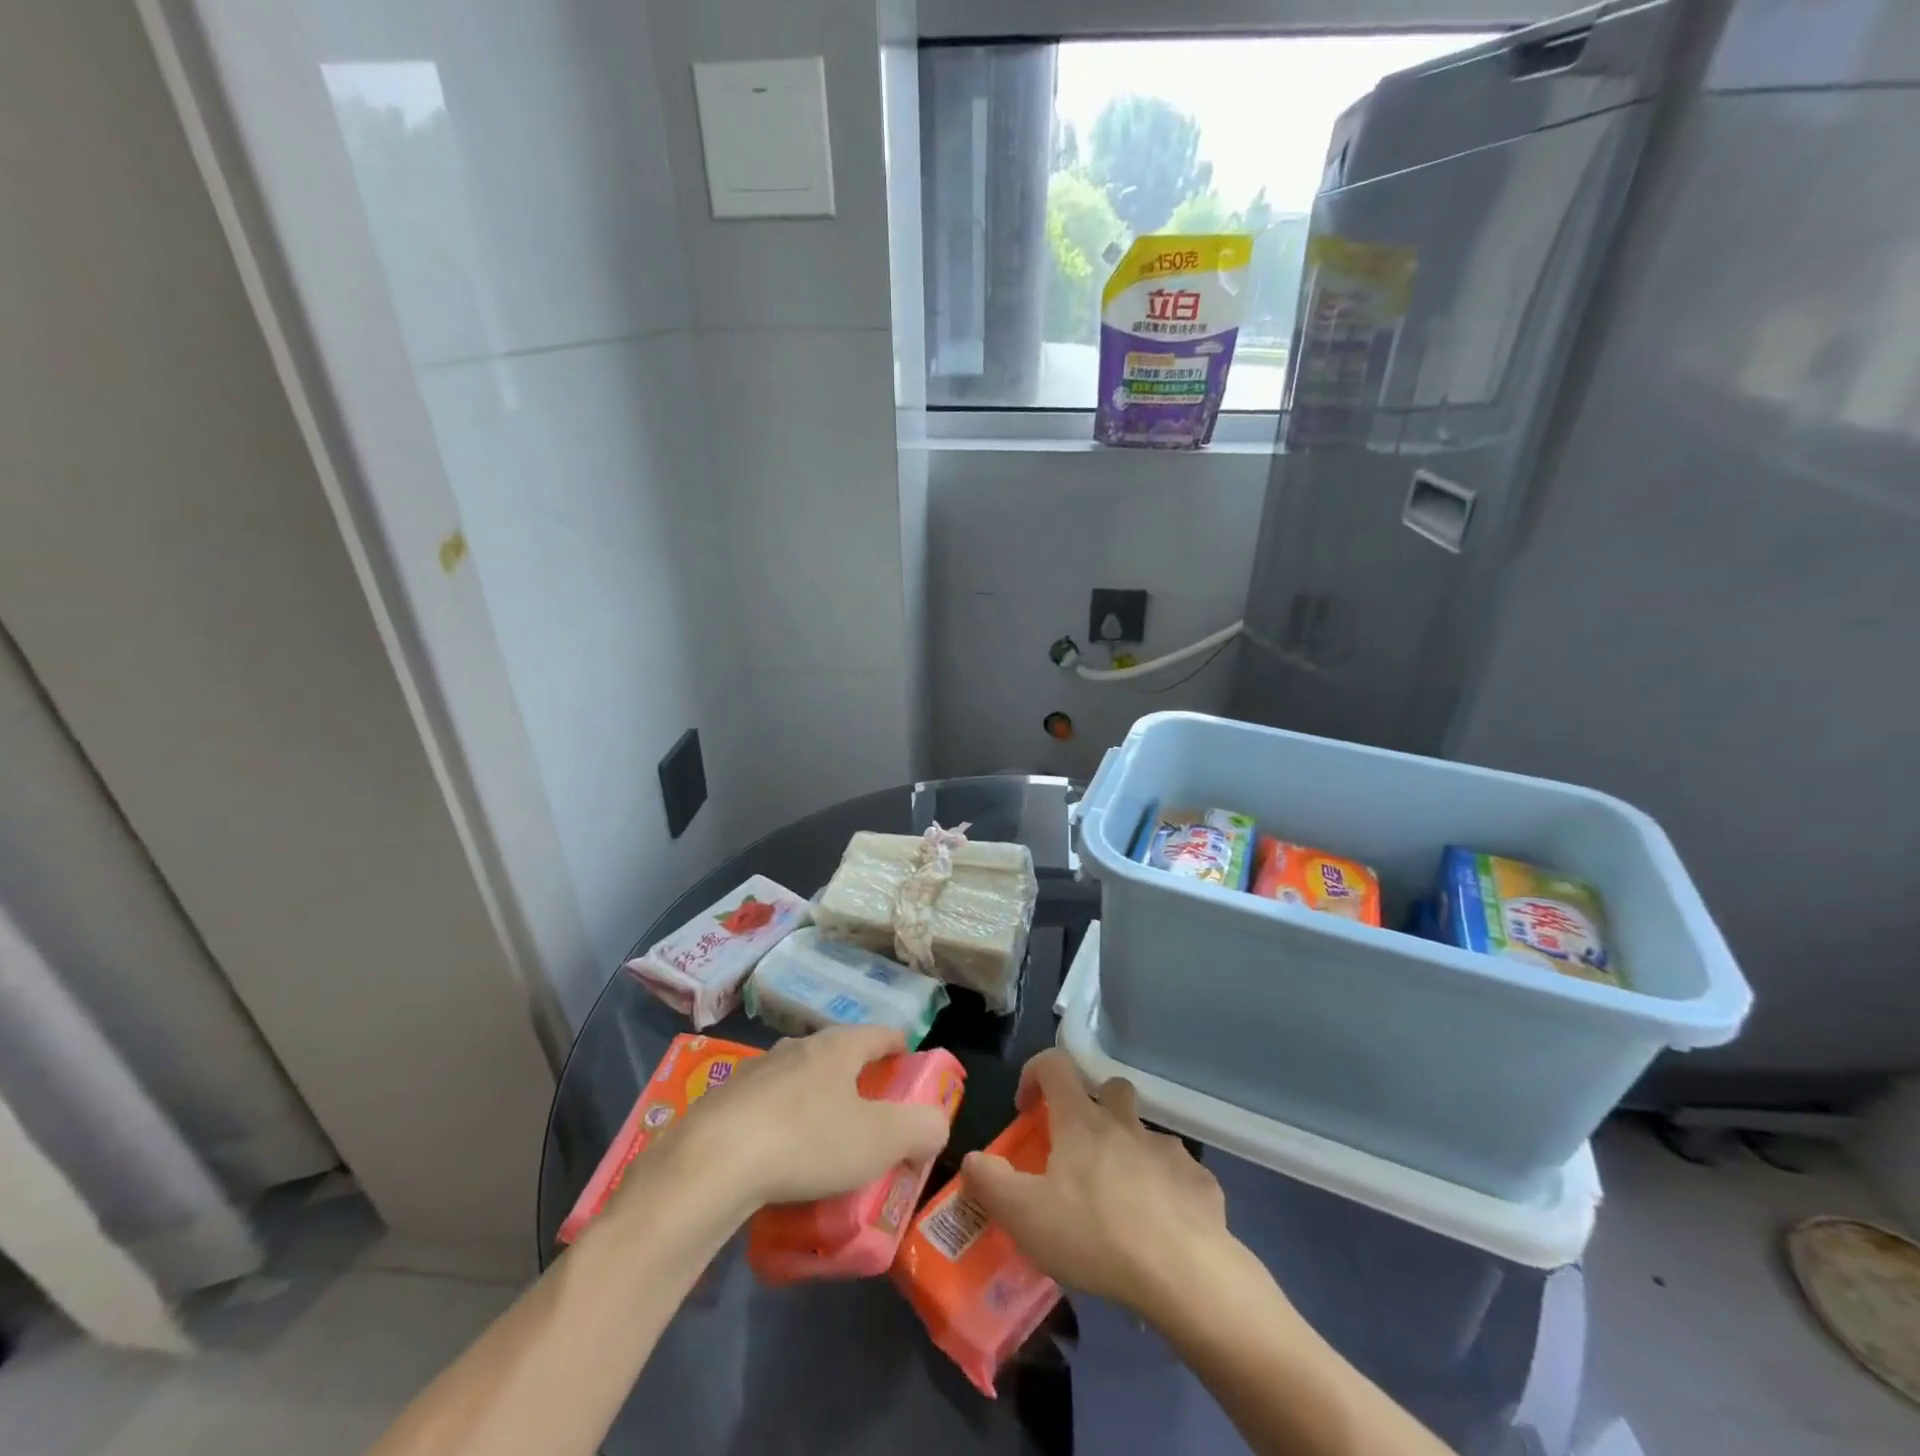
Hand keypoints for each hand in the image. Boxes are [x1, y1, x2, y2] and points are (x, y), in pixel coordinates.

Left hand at [672, 1027, 952, 1211]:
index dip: (901, 1048)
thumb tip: (935, 1124)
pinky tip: (777, 1159)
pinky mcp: (724, 1100)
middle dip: (858, 1078)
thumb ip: (920, 1128)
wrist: (709, 1164)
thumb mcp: (879, 1141)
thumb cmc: (806, 1142)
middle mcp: (797, 1047)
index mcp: (838, 1047)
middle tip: (871, 1115)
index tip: (910, 1069)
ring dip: (816, 1100)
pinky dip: (780, 1123)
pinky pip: (765, 1106)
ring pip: (799, 1078)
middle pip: (838, 1053)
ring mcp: (756, 1071)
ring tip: (823, 1141)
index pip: (881, 1033)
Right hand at [961, 1049, 1231, 1319]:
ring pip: (1145, 1133)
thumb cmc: (1095, 1235)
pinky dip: (1166, 1190)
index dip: (1035, 1072)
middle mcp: (1125, 1123)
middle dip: (1093, 1106)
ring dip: (1130, 1151)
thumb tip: (972, 1158)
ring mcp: (1167, 1150)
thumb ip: (991, 1182)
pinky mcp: (1200, 1182)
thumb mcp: (1025, 1216)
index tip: (1026, 1107)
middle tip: (1080, 1150)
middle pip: (1110, 1088)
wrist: (1184, 1272)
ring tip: (1121, 1200)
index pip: (1055, 1064)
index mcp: (1082, 1121)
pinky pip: (1179, 1174)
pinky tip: (1161, 1228)